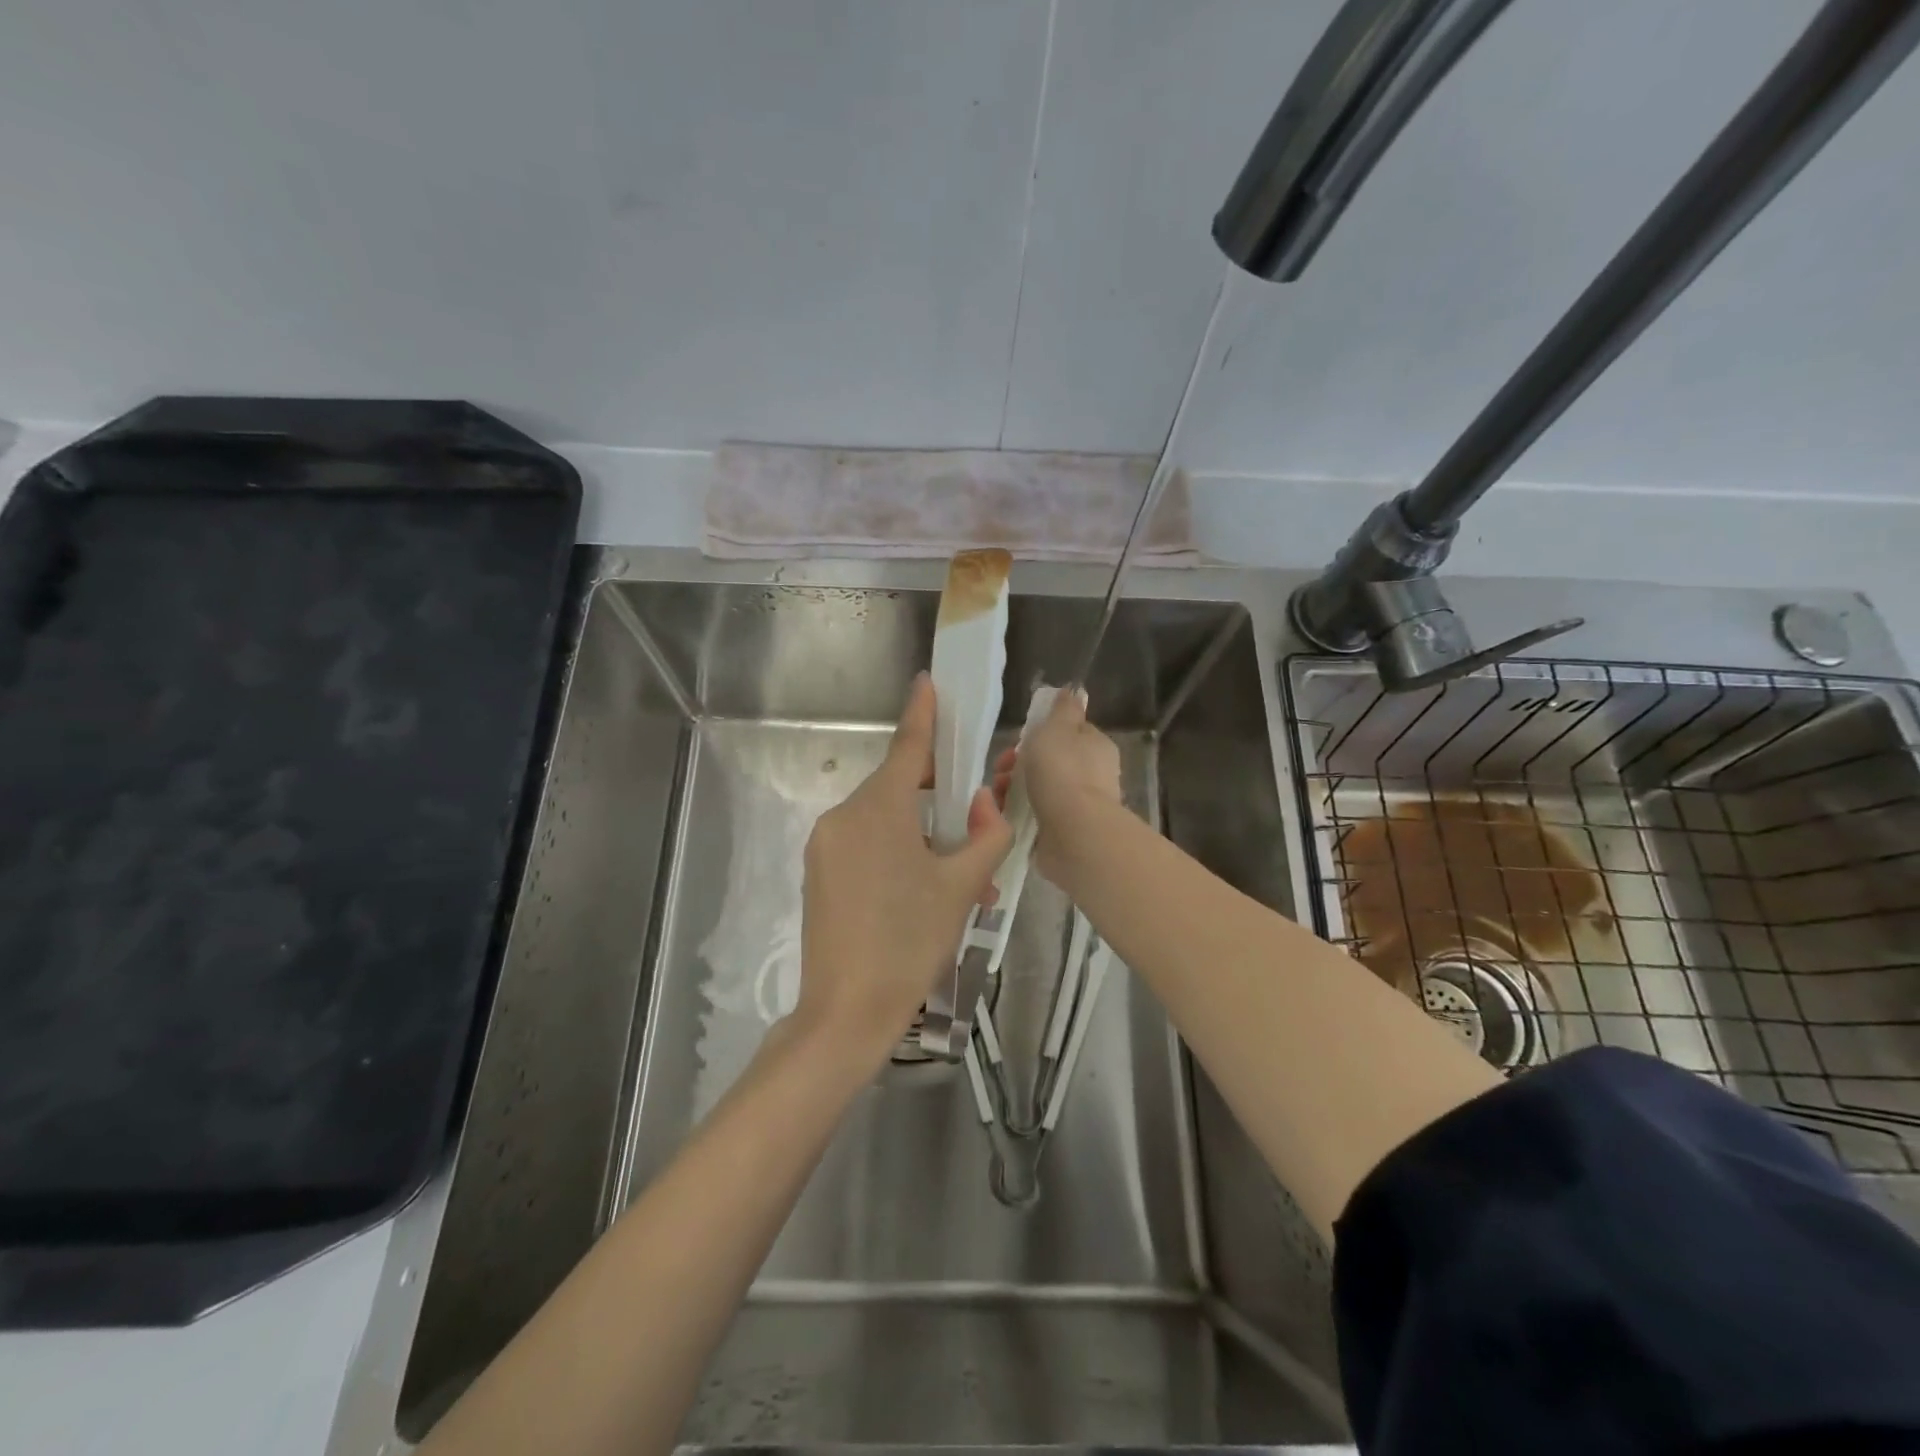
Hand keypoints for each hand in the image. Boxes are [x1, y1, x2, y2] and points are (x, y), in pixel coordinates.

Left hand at [798, 673, 1012, 1062]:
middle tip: (978, 817)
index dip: (923, 712)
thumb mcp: (961, 888)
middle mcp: (845, 815)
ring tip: (961, 876)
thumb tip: (990, 804)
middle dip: (940, 794)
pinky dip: (898, 851)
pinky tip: (924, 889)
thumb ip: (986, 837)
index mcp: (879, 809)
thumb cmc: (910, 942)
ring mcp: (826, 844)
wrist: (846, 1013)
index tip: (928, 681)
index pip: (907, 746)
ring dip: (923, 833)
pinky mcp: (819, 871)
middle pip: (899, 785)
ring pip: (884, 819)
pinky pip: (865, 843)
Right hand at [992, 688, 1121, 885]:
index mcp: (1095, 746)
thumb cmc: (1063, 772)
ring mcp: (1078, 805)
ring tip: (997, 793)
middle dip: (1018, 762)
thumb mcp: (1058, 727)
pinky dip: (1016, 812)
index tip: (1018, 739)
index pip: (1068, 732)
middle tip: (1001, 768)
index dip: (1040, 733)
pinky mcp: (1063, 831)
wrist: (1074, 833)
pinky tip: (1002, 813)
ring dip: (1012, 787)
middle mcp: (1091, 775)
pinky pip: (1033, 815)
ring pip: (1037, 788)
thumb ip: (1063, 709)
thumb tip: (1072, 691)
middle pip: (1048, 761)